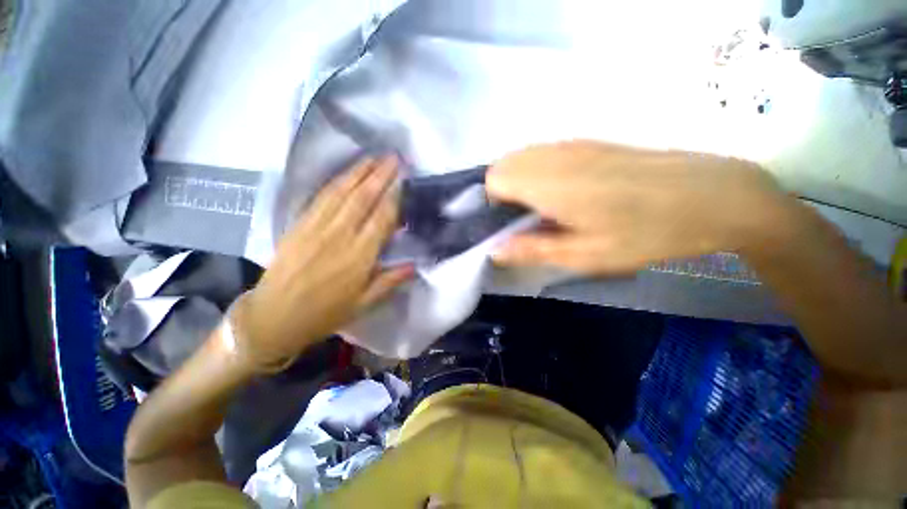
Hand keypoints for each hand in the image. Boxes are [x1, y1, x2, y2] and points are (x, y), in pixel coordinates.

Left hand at [234, 156, 411, 371]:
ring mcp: (317, 227)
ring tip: (374, 157)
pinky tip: (346, 173)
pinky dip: (336, 182)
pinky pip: (320, 198)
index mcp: (359, 256)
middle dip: (380, 175)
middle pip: (363, 198)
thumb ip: (390, 281)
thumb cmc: (325, 313)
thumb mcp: (364, 304)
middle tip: (394, 157)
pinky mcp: (300, 225)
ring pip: (341, 193)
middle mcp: (340, 236)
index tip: (404, 179)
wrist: (274, 317)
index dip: (394, 196)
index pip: (382, 218)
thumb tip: (415, 265)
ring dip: (359, 172)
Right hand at [486, 141, 790, 273]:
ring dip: (520, 181)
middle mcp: (554, 155)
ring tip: (545, 208)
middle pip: (504, 164)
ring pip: (523, 156)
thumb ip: (532, 250)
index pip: (494, 178)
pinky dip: (539, 171)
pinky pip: (545, 152)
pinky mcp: (590, 142)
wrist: (714, 196)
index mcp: (548, 182)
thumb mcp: (584, 255)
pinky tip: (567, 192)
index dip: (493, 203)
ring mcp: (574, 143)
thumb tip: (494, 251)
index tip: (510, 224)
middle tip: (526, 220)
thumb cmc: (646, 233)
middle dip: (503, 192)